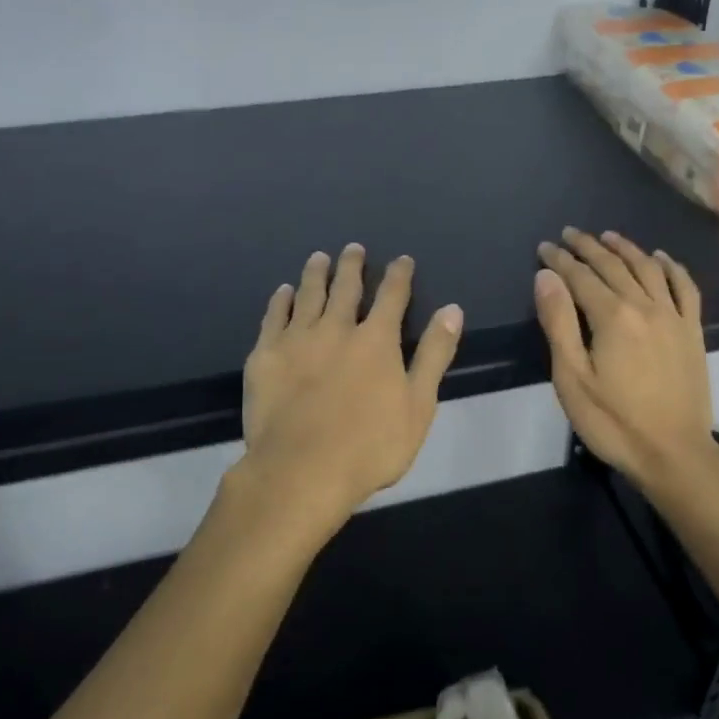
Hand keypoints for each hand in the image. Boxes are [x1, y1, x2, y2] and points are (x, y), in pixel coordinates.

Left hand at [234, 245, 463, 542]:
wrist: (302, 470)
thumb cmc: (370, 445)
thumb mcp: (418, 404)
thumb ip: (435, 354)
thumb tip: (452, 309)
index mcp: (376, 340)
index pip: (392, 296)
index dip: (399, 276)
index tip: (402, 260)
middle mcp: (337, 329)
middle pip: (346, 288)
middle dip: (352, 266)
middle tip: (353, 248)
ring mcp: (297, 340)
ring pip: (308, 295)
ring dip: (316, 274)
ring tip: (319, 258)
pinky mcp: (265, 356)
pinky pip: (273, 318)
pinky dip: (280, 301)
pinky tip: (283, 292)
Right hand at [535, 229, 718, 490]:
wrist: (673, 454)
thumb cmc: (613, 421)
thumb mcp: (572, 377)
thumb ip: (558, 322)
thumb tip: (546, 276)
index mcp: (613, 316)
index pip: (581, 276)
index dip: (560, 260)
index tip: (544, 247)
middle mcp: (645, 306)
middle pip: (614, 265)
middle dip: (588, 247)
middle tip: (570, 234)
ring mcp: (674, 317)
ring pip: (649, 269)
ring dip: (626, 249)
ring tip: (608, 236)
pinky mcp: (693, 331)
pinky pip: (685, 288)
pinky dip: (672, 268)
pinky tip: (661, 258)